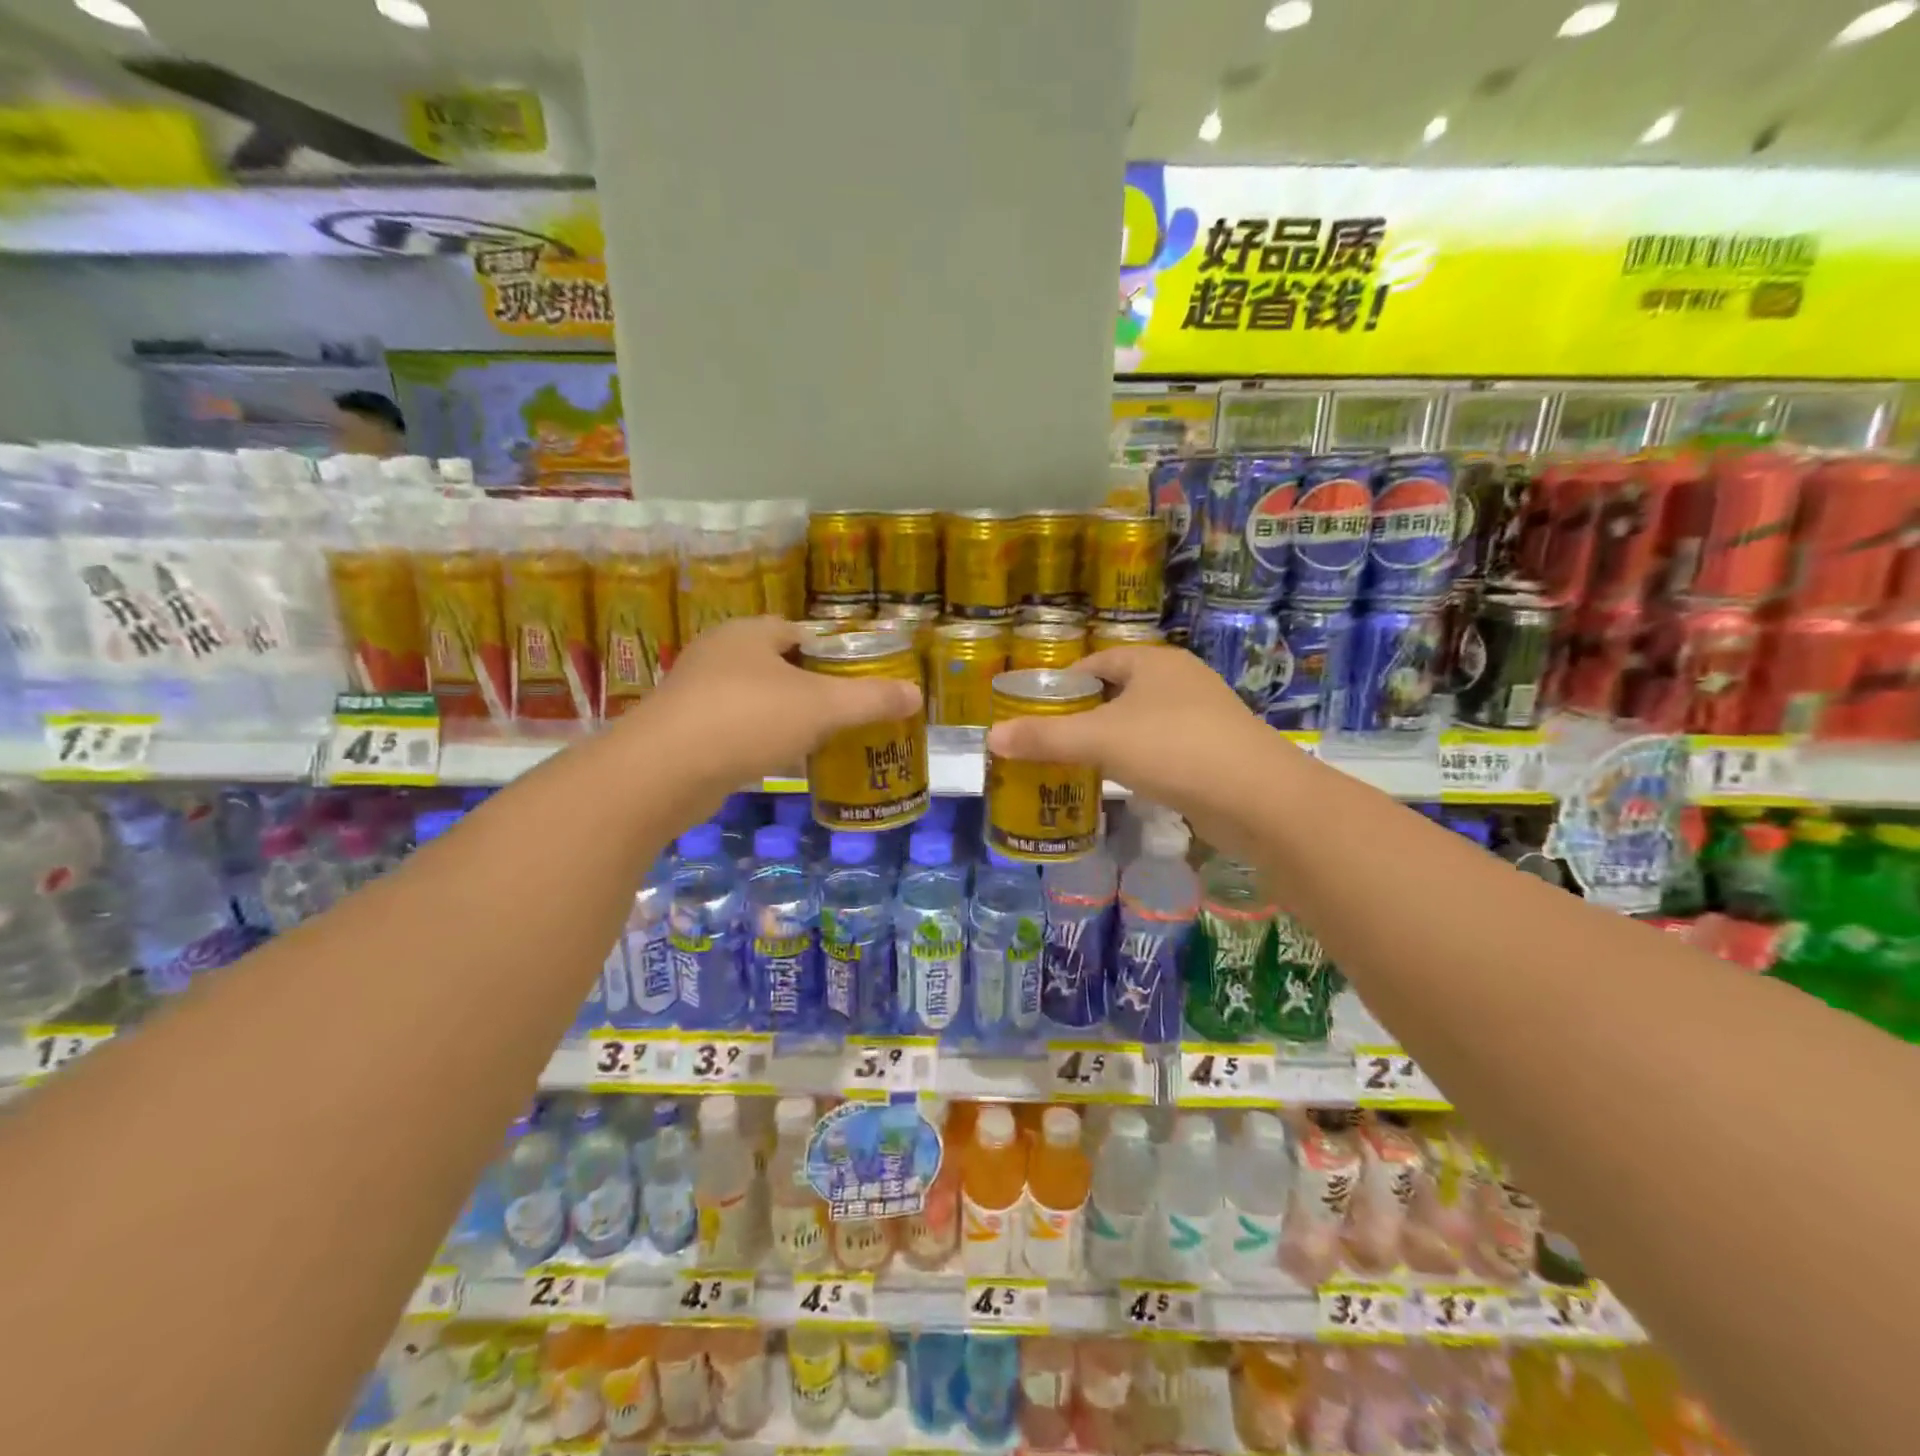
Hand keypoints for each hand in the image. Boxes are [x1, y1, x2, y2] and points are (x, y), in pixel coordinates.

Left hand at [628, 617, 921, 812]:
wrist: (663, 772)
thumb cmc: (747, 720)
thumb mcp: (822, 707)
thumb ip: (870, 699)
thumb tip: (916, 694)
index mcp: (749, 634)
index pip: (798, 632)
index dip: (830, 652)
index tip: (856, 678)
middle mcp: (718, 654)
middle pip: (777, 666)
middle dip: (810, 687)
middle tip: (844, 712)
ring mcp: (696, 694)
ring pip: (755, 699)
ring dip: (784, 717)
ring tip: (820, 739)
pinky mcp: (684, 732)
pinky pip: (735, 729)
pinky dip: (759, 741)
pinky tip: (780, 762)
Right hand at [985, 645, 1309, 856]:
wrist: (1259, 798)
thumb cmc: (1174, 749)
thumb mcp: (1100, 740)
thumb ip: (1044, 738)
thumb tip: (990, 737)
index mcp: (1153, 662)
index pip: (1096, 664)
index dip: (1063, 685)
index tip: (1036, 713)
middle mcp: (1179, 680)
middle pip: (1117, 692)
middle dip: (1083, 716)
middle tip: (1049, 743)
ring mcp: (1202, 716)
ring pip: (1141, 723)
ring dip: (1111, 741)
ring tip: (1077, 765)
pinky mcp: (1214, 751)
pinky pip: (1162, 749)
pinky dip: (1138, 761)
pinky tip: (1122, 783)